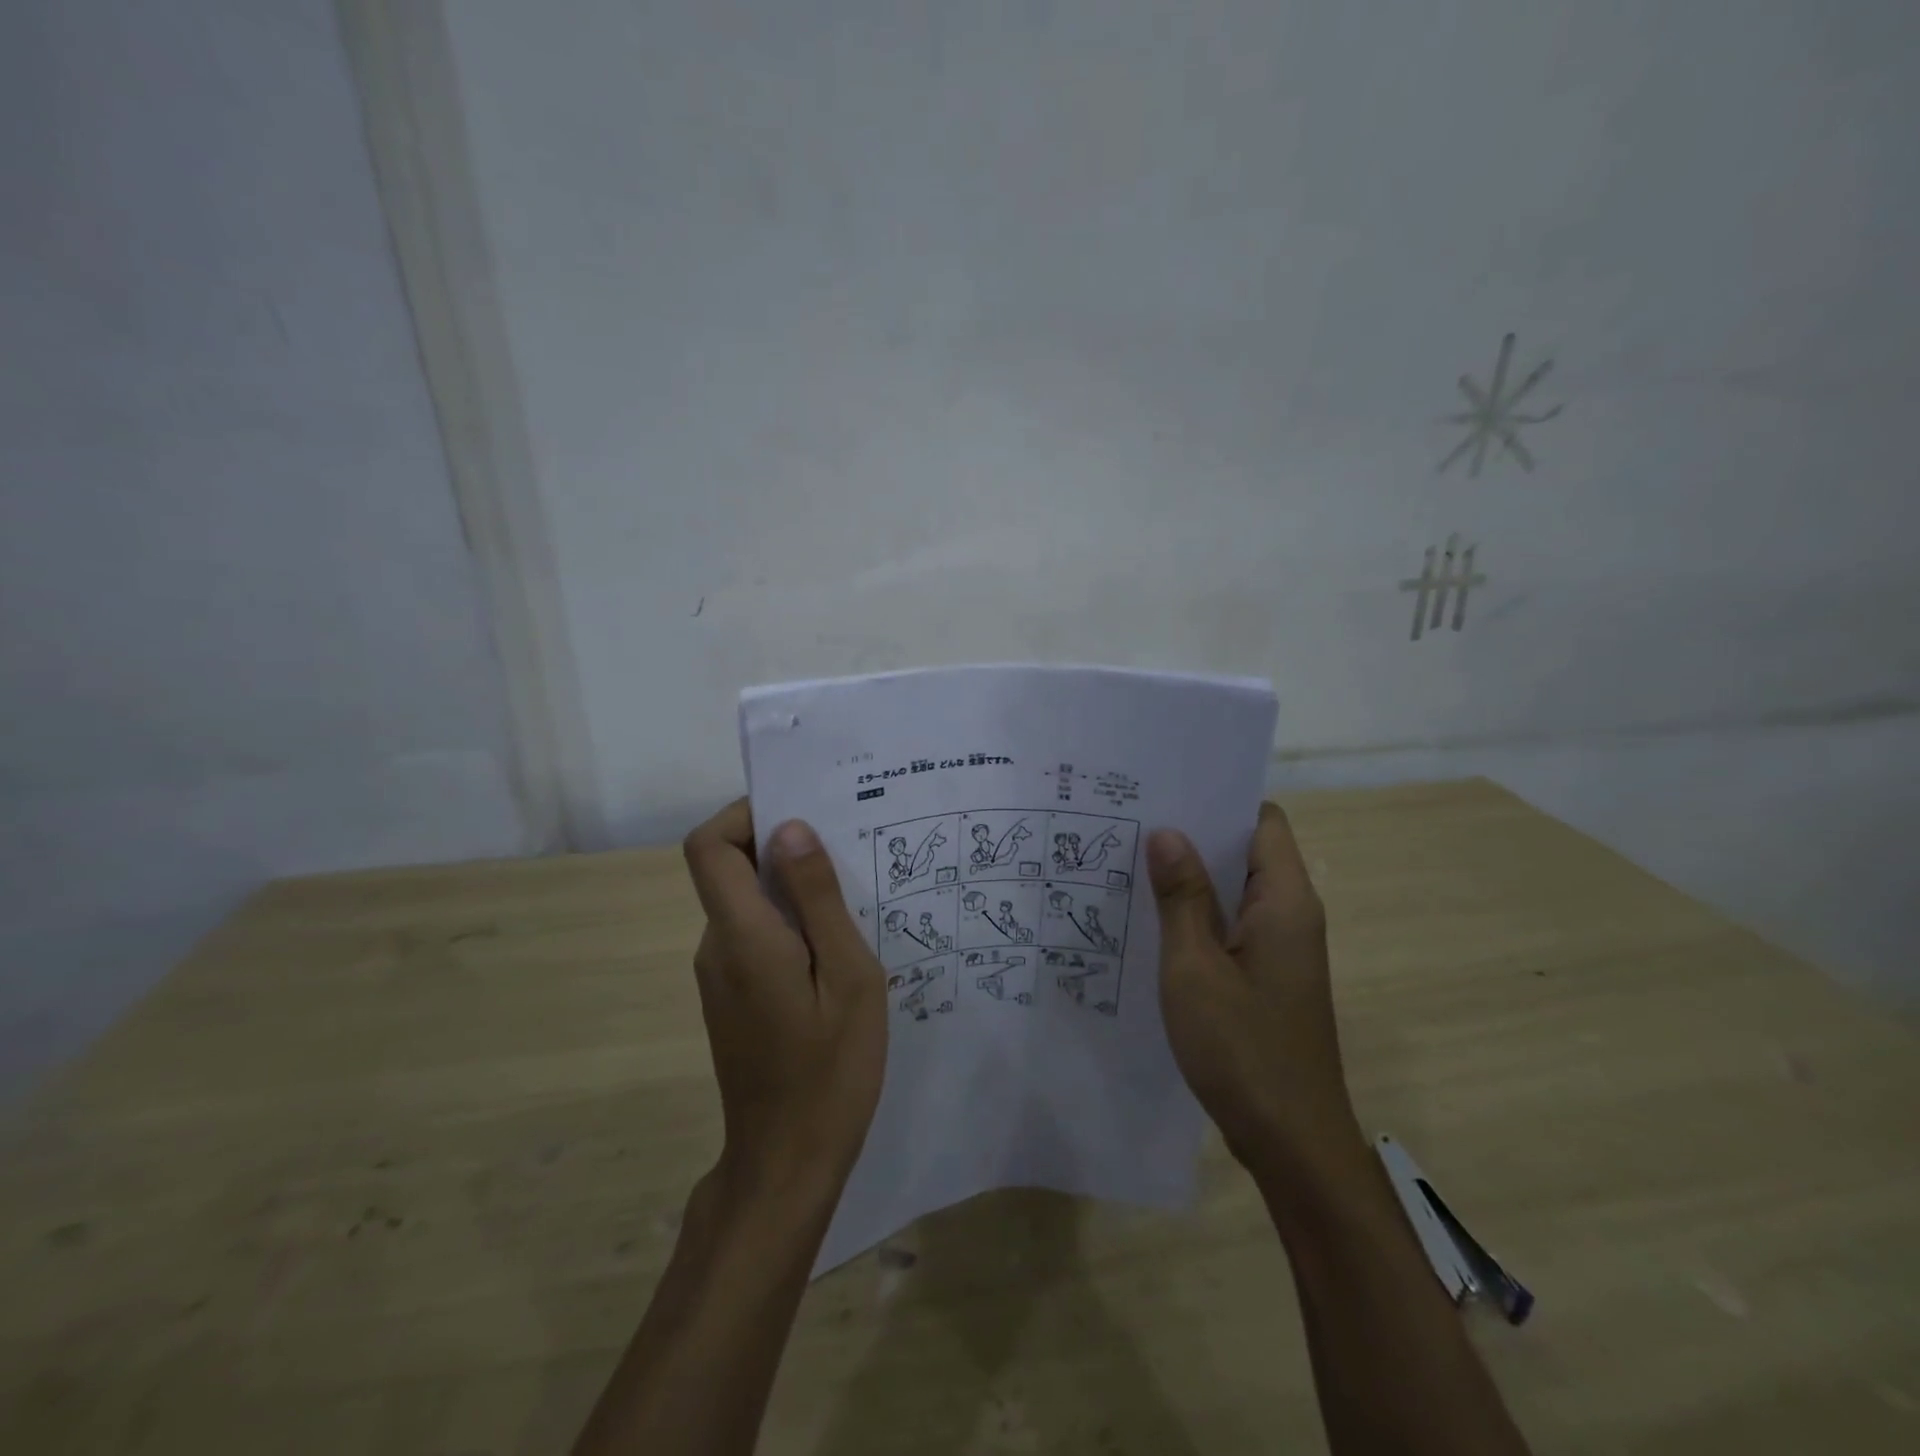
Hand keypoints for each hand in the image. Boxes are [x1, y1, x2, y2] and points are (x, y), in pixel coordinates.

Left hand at [682, 800, 887, 1198]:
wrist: (787, 1162)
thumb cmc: (831, 1069)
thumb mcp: (848, 976)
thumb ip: (818, 899)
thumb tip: (792, 828)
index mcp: (742, 935)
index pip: (708, 846)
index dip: (744, 815)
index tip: (800, 815)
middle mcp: (716, 946)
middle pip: (728, 869)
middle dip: (781, 847)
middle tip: (847, 852)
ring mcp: (718, 975)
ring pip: (744, 903)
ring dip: (790, 888)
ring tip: (851, 899)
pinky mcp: (729, 997)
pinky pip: (752, 936)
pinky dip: (786, 923)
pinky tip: (833, 950)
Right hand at [1148, 802, 1363, 1177]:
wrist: (1291, 1141)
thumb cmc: (1242, 1048)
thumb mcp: (1194, 967)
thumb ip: (1182, 896)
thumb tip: (1167, 832)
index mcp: (1285, 901)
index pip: (1262, 820)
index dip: (1219, 800)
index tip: (1166, 792)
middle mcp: (1291, 915)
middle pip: (1246, 852)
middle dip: (1194, 836)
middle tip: (1132, 823)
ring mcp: (1280, 948)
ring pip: (1235, 891)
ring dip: (1191, 878)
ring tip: (1130, 862)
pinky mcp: (1267, 976)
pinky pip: (1231, 926)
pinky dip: (1197, 915)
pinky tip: (1150, 920)